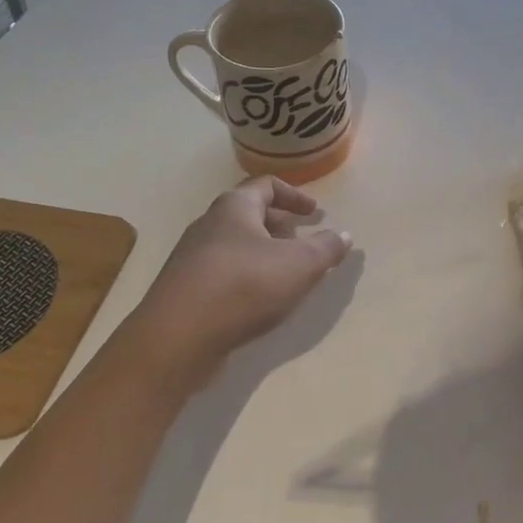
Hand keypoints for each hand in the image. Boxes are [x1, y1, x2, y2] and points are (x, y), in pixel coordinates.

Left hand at [124, 177, 353, 387]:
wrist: (178, 336)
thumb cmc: (244, 286)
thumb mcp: (299, 265)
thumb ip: (326, 248)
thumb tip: (344, 235)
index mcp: (234, 208)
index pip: (266, 186)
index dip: (295, 196)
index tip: (315, 213)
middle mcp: (209, 225)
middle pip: (249, 214)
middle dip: (280, 225)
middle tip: (304, 242)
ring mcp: (192, 258)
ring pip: (236, 245)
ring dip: (264, 253)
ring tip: (287, 274)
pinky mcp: (186, 289)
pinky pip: (223, 272)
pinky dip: (247, 277)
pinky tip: (260, 300)